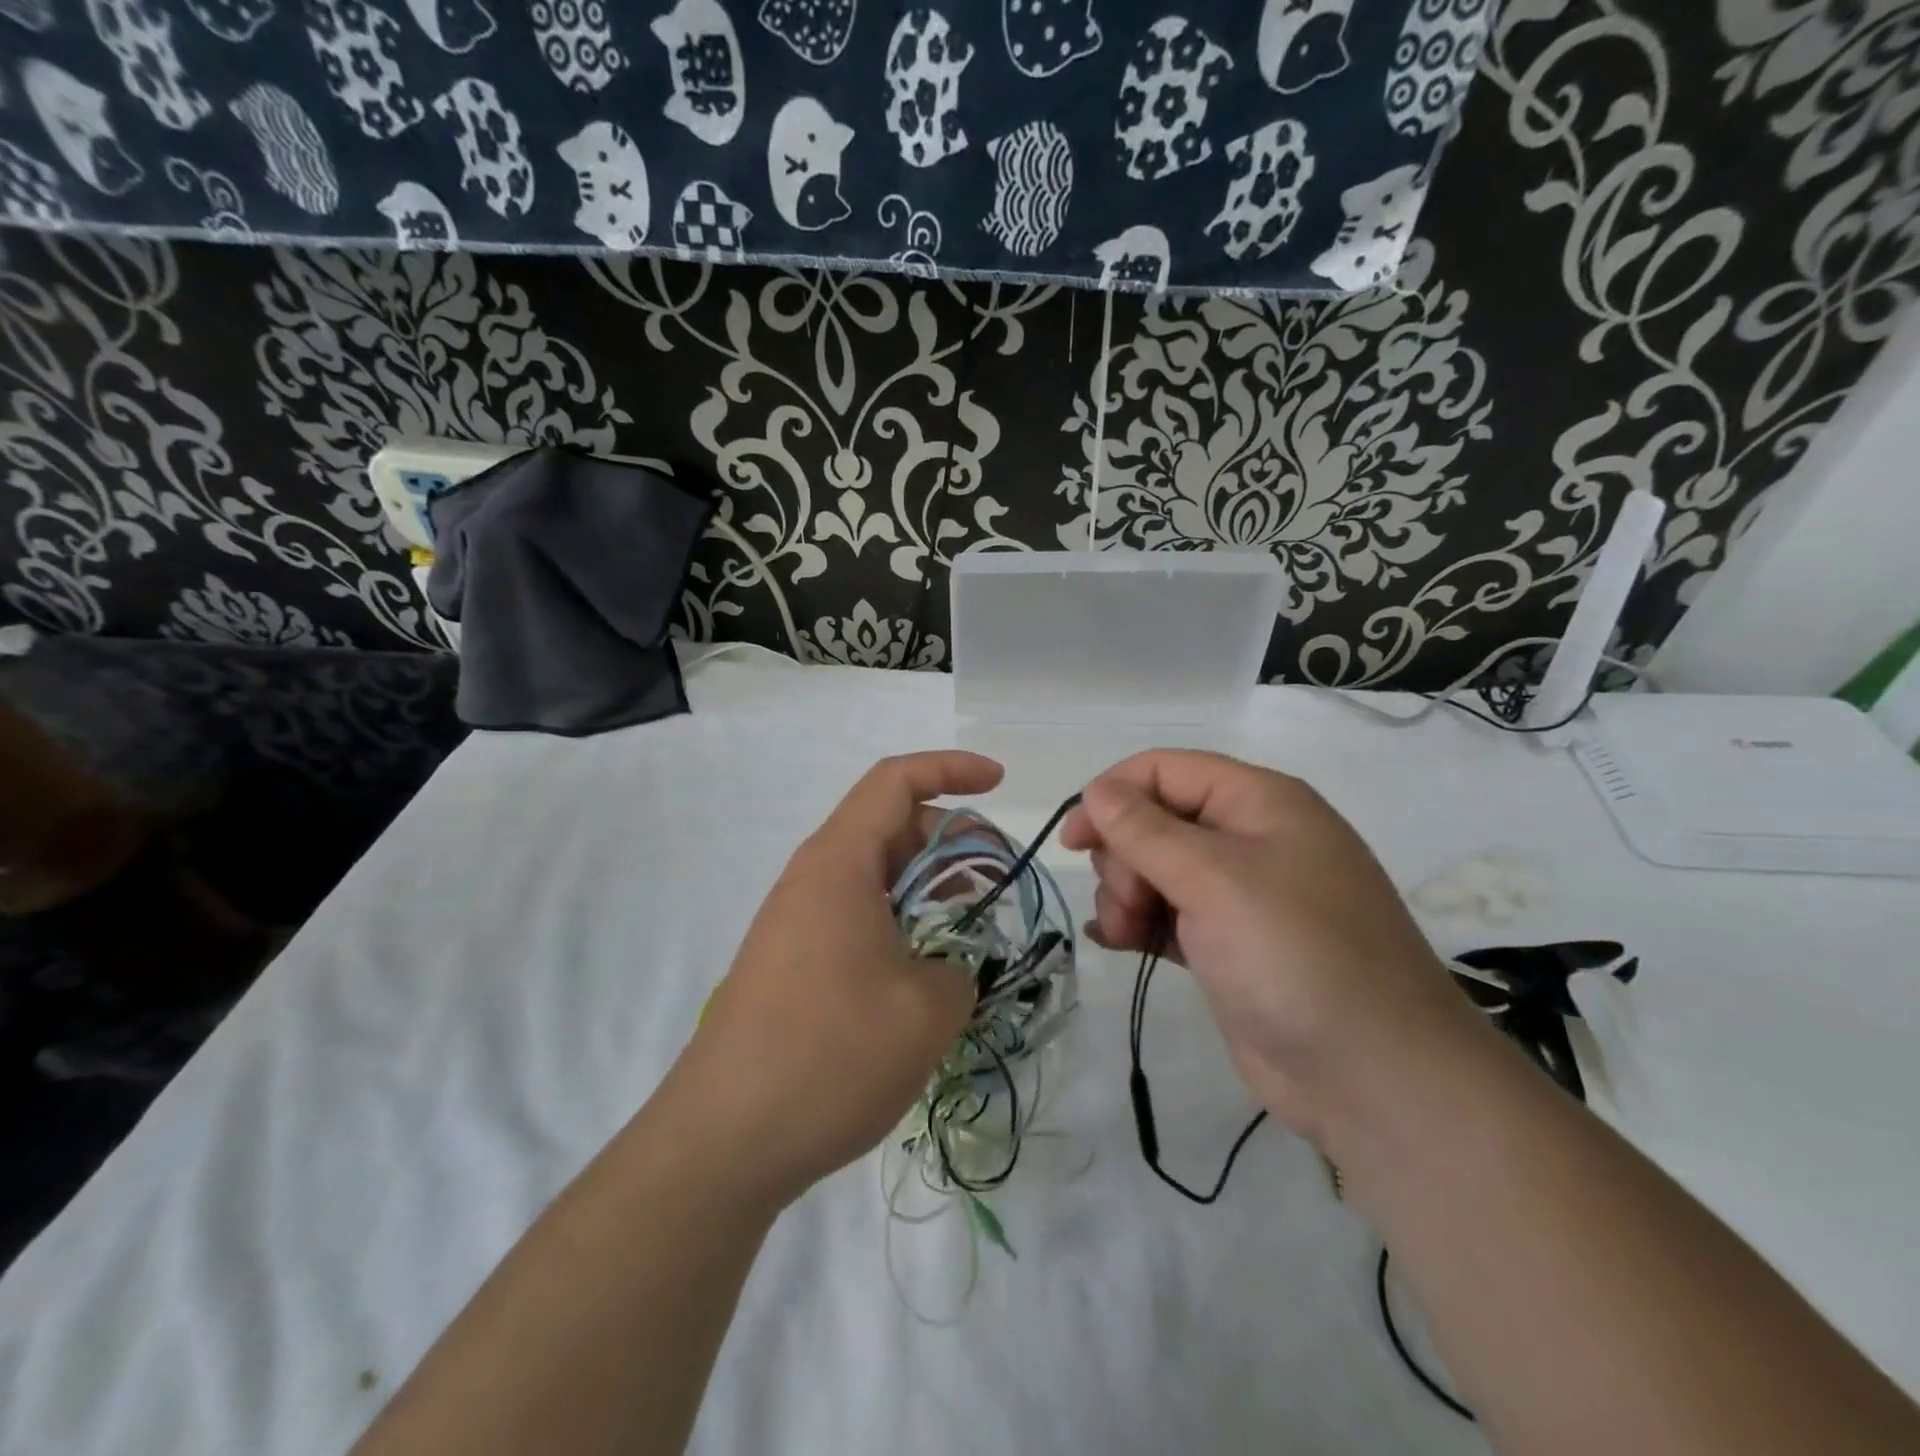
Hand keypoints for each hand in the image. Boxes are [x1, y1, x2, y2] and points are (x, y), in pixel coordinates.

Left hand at [665, 751, 999, 1211]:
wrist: (723, 1141)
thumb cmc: (829, 1055)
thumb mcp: (925, 1010)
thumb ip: (959, 970)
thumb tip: (947, 971)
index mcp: (839, 864)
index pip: (895, 782)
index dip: (952, 769)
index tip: (1000, 783)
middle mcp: (812, 880)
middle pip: (888, 827)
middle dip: (950, 840)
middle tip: (996, 880)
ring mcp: (796, 923)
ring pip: (874, 877)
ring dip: (926, 887)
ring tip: (970, 926)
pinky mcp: (791, 965)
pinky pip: (856, 917)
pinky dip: (900, 923)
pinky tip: (925, 973)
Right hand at [1060, 750, 1473, 1144]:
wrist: (1375, 1077)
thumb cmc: (1295, 955)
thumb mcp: (1214, 880)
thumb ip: (1146, 830)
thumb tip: (1097, 791)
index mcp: (1259, 802)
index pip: (1165, 770)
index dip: (1112, 795)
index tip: (1074, 841)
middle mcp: (1250, 839)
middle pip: (1155, 820)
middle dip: (1124, 858)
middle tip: (1128, 905)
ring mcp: (1240, 895)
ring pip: (1154, 870)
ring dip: (1126, 896)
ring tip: (1128, 935)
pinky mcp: (1229, 945)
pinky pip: (1166, 915)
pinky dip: (1138, 923)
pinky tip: (1118, 943)